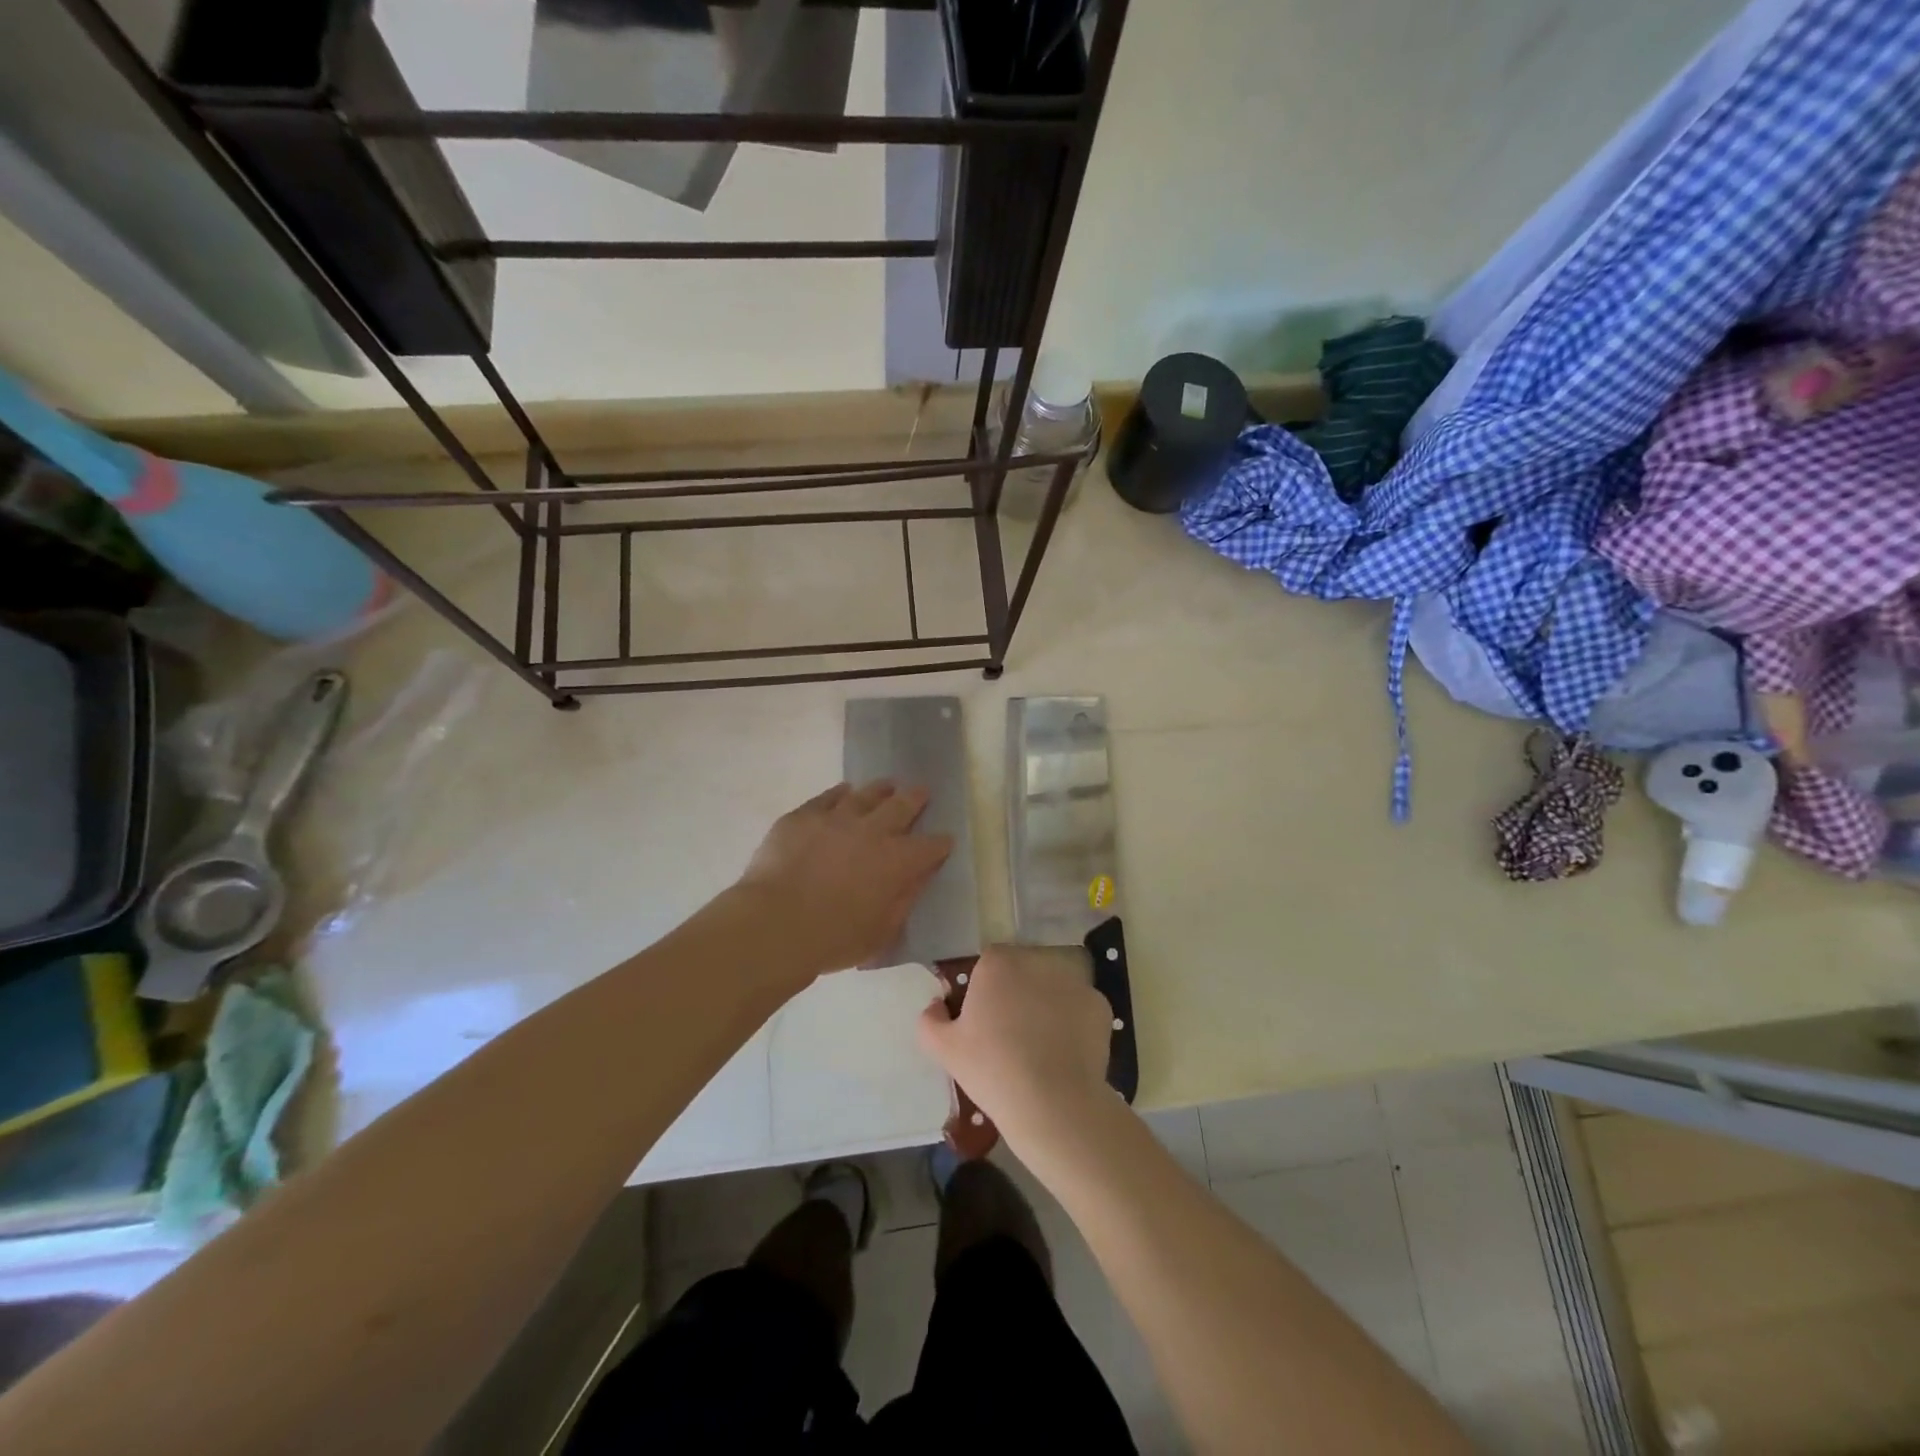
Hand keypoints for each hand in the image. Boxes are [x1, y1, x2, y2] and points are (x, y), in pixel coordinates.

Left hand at [737, 781, 952, 978]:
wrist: (774, 924)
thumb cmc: (833, 939)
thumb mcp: (881, 932)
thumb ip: (904, 901)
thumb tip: (918, 878)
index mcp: (897, 861)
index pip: (930, 846)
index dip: (940, 843)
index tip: (945, 841)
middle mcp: (872, 831)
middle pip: (902, 806)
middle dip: (916, 799)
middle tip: (921, 791)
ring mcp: (836, 818)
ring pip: (866, 795)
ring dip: (881, 790)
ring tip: (887, 785)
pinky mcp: (804, 816)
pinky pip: (828, 797)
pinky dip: (840, 793)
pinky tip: (844, 792)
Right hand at [918, 946, 1114, 1143]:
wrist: (1054, 1104)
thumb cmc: (992, 1070)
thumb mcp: (944, 1049)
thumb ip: (930, 1020)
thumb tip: (935, 1007)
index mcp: (997, 963)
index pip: (987, 964)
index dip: (984, 991)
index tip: (983, 1022)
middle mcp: (1037, 960)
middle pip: (1022, 971)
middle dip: (1016, 994)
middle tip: (1009, 1036)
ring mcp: (1073, 981)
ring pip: (1052, 989)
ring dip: (1045, 1006)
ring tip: (1040, 1048)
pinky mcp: (1099, 1005)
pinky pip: (1079, 1009)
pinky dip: (1073, 1025)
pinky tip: (1064, 1055)